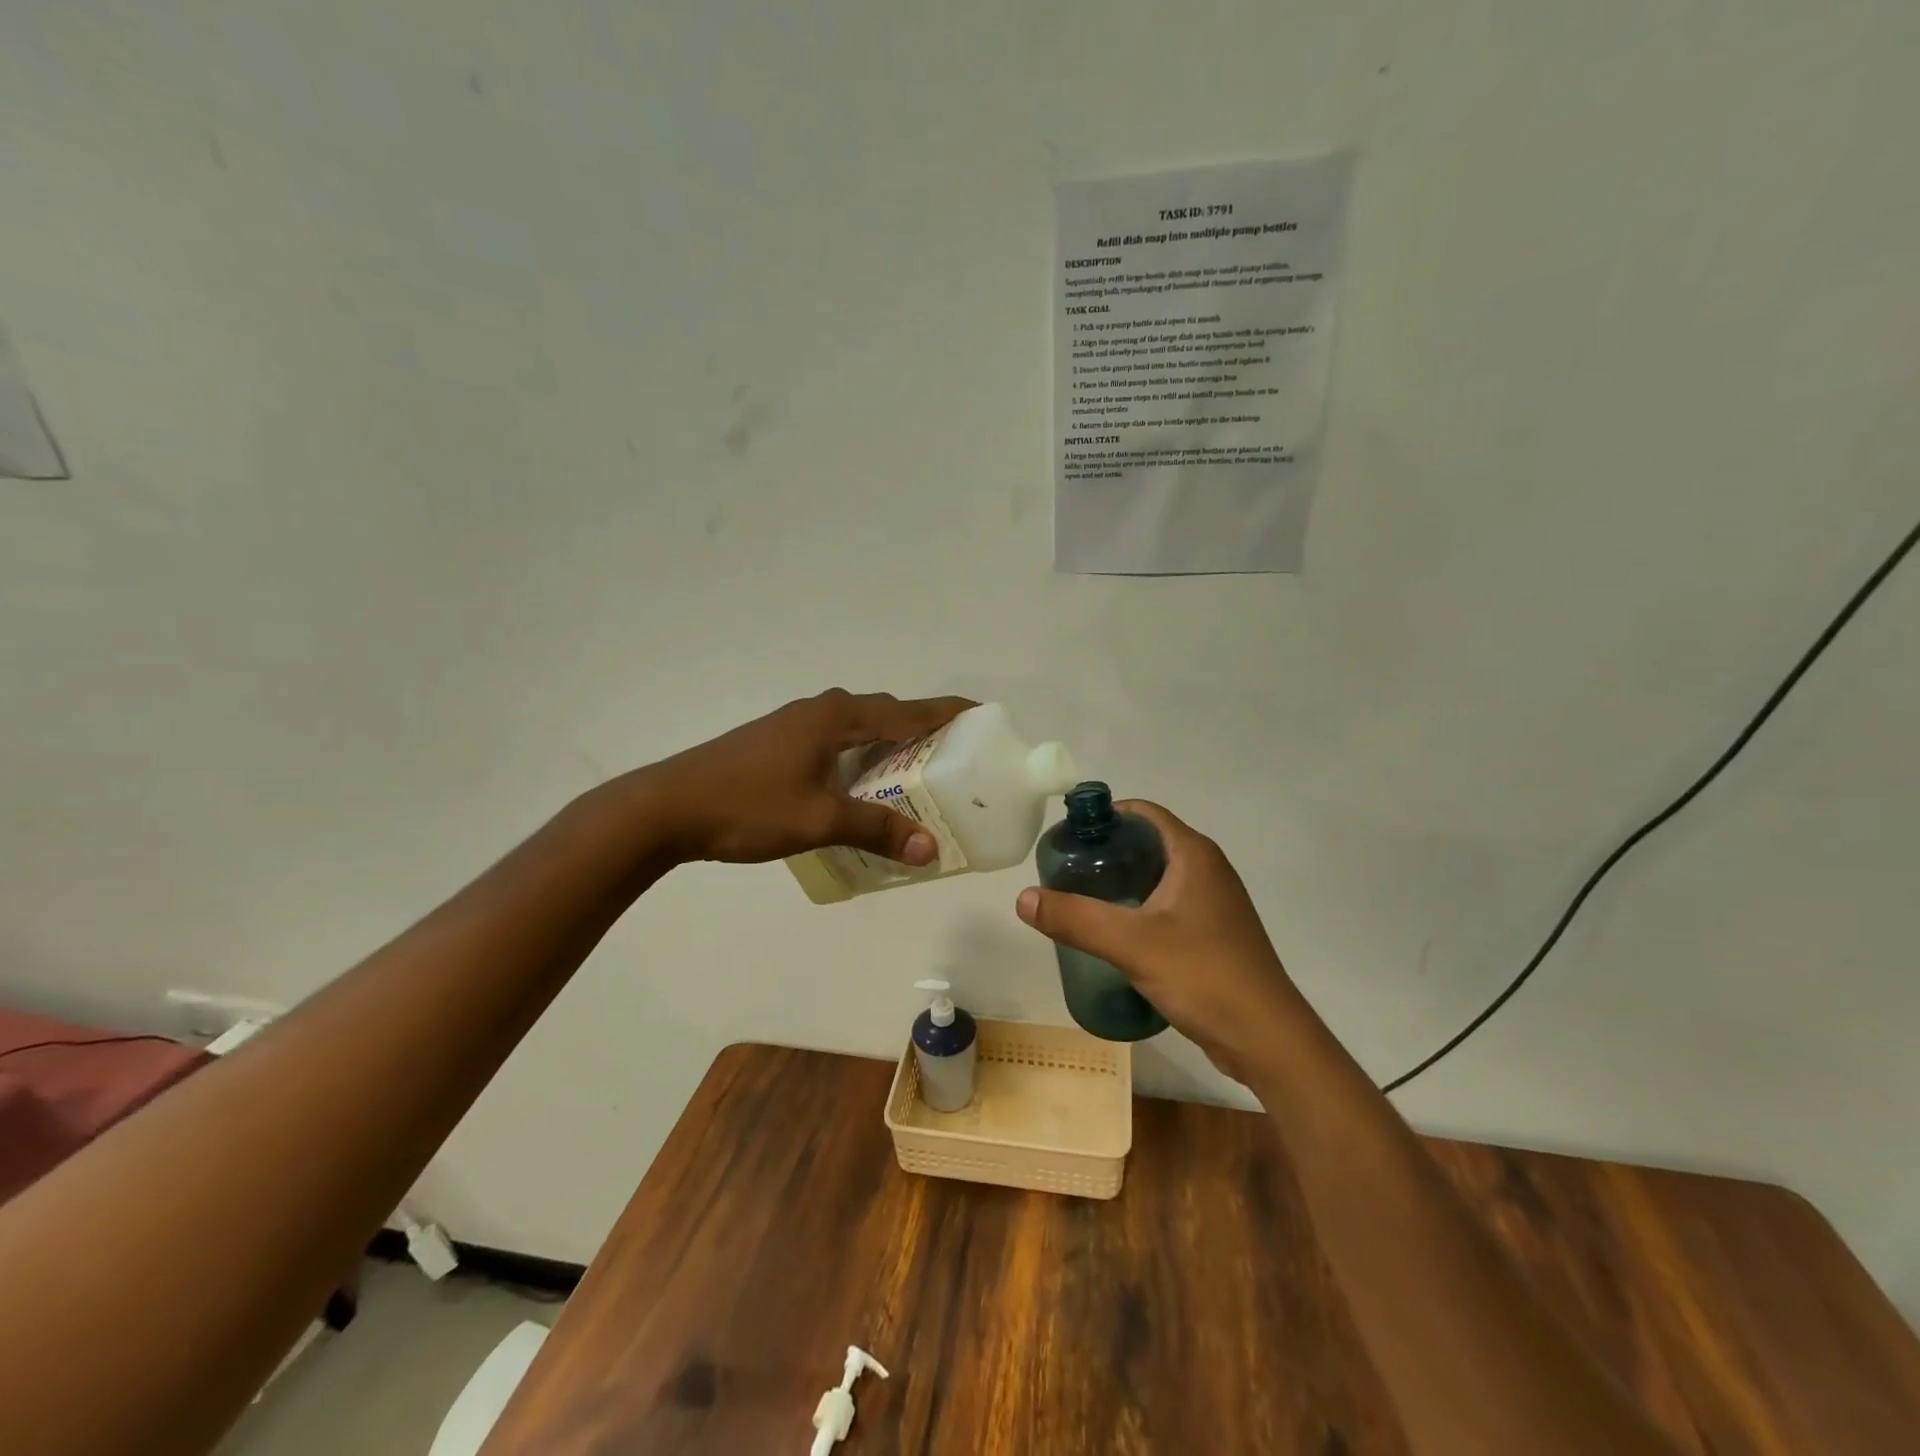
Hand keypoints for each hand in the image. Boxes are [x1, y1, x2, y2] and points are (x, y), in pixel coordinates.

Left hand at [641, 688, 974, 864]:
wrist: (667, 806)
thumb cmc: (748, 805)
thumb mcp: (819, 819)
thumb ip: (877, 830)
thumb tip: (930, 850)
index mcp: (837, 717)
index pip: (909, 710)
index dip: (949, 713)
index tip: (984, 717)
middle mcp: (821, 710)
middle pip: (886, 714)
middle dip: (923, 732)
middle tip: (954, 762)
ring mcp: (796, 724)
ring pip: (858, 729)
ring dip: (889, 746)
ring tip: (915, 779)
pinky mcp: (778, 742)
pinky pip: (836, 741)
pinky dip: (860, 757)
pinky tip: (860, 788)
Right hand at [1015, 801, 1298, 1082]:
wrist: (1267, 1039)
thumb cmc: (1204, 976)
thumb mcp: (1132, 944)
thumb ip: (1076, 918)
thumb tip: (1023, 897)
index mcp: (1194, 855)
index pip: (1143, 813)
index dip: (1104, 818)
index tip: (1067, 839)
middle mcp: (1207, 869)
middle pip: (1147, 844)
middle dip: (1105, 853)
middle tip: (1065, 873)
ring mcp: (1213, 903)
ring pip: (1157, 877)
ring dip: (1120, 883)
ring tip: (1080, 901)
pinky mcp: (1213, 934)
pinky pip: (1167, 906)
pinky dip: (1138, 909)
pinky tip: (1113, 934)